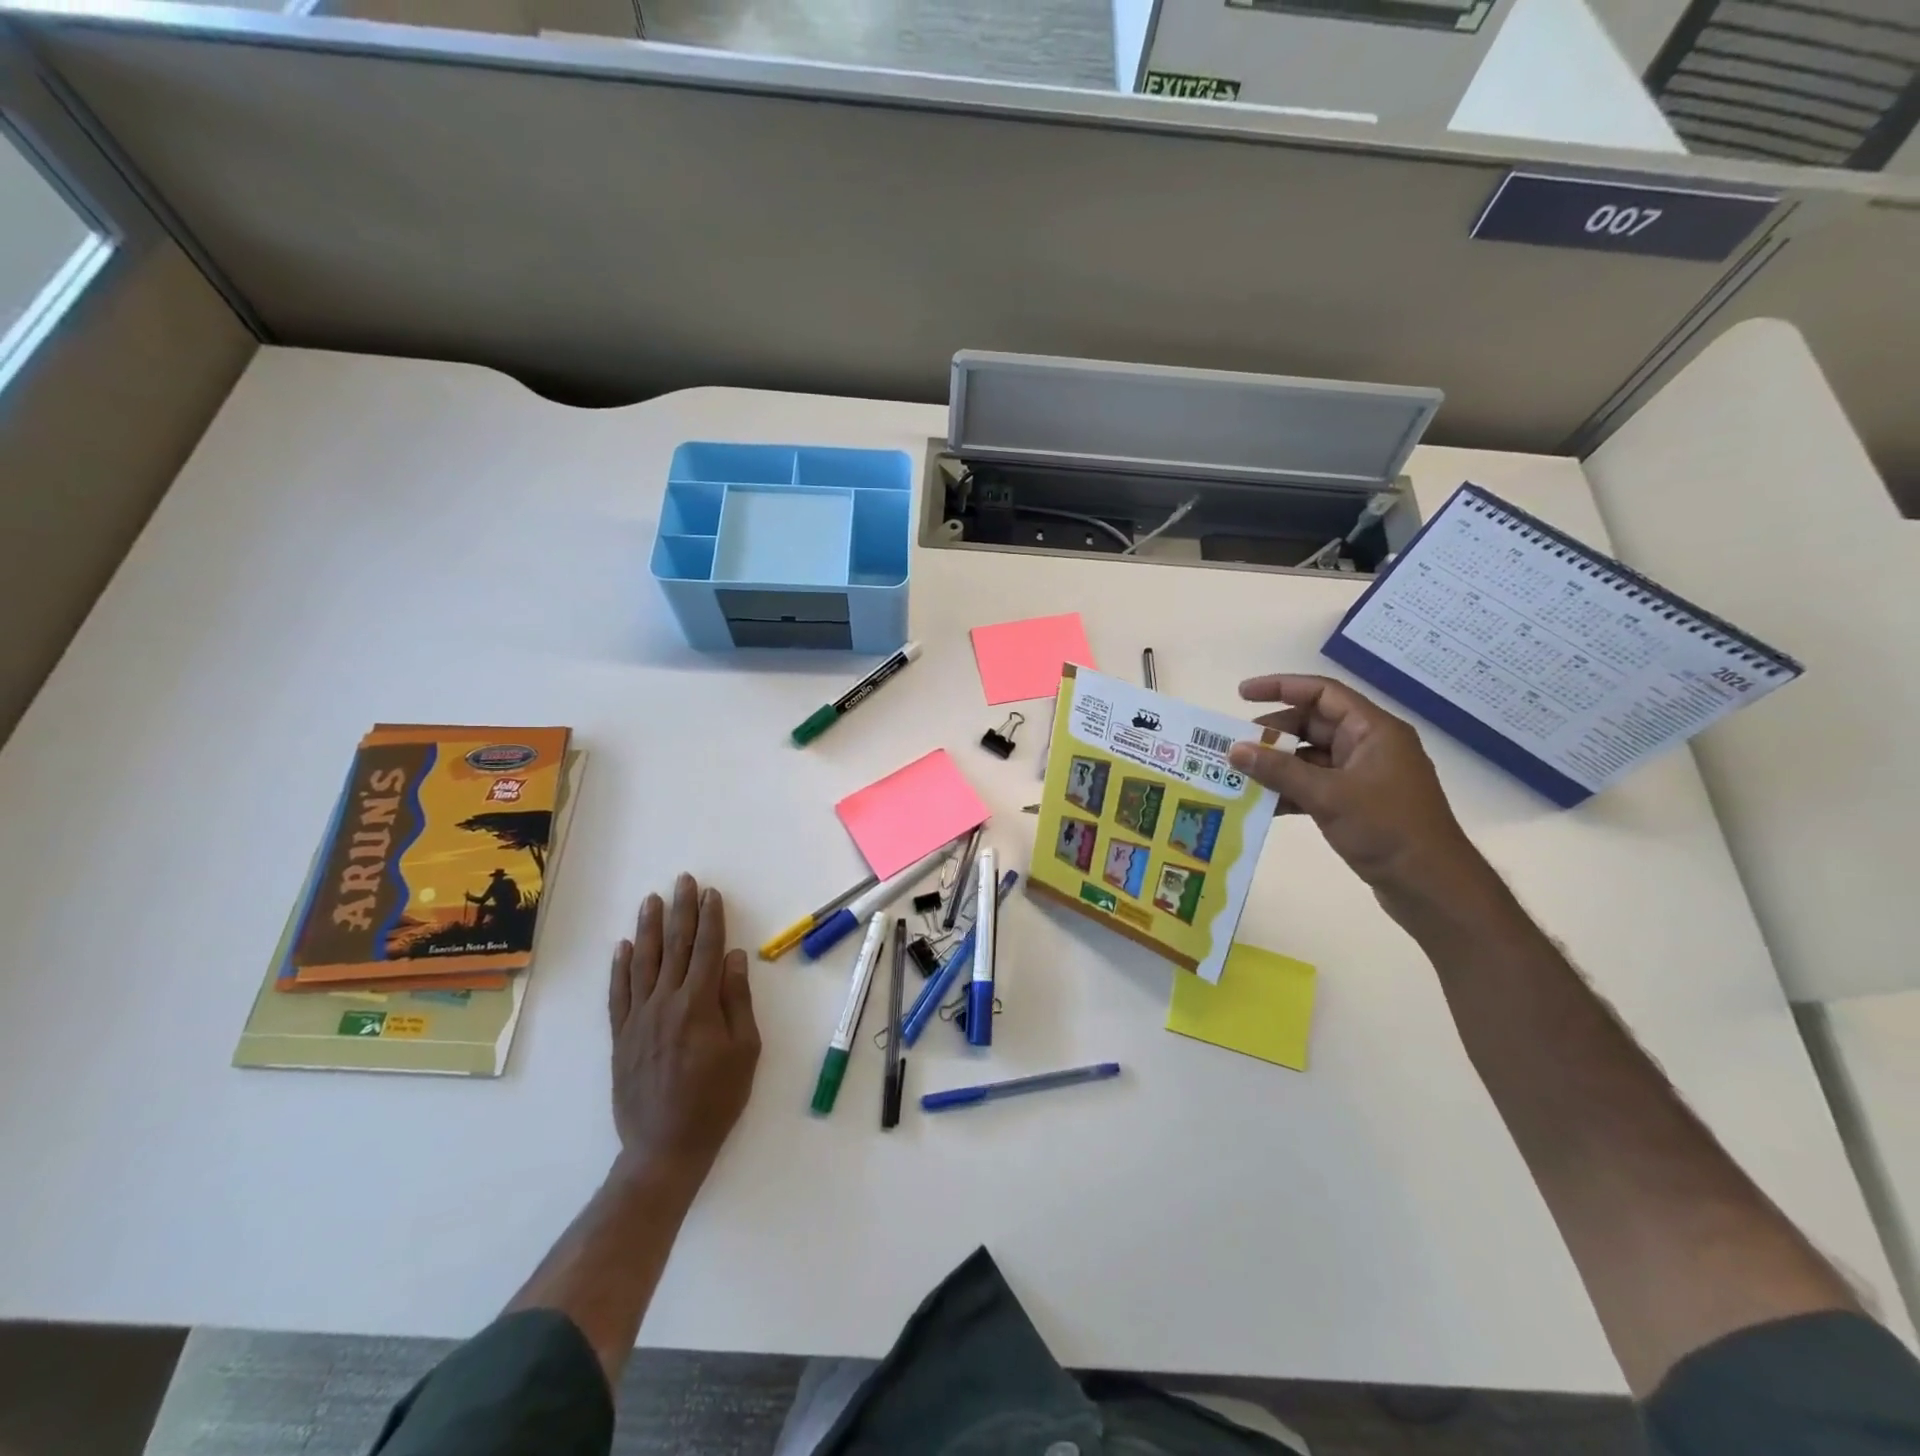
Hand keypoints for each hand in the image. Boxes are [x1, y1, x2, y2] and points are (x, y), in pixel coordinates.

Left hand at [607, 874, 760, 1182]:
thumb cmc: (716, 1099)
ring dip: (648, 928)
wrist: (665, 1146)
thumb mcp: (745, 1050)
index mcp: (699, 1004)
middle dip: (681, 911)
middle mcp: (666, 1002)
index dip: (711, 918)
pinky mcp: (621, 1036)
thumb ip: (737, 1000)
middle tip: (683, 881)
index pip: (707, 949)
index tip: (711, 893)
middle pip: (675, 946)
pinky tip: (623, 947)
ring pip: (643, 962)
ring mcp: (639, 1018)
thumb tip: (734, 957)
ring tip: (651, 900)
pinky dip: (620, 968)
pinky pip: (618, 993)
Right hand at [1229, 674, 1476, 896]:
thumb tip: (1235, 750)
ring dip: (1277, 764)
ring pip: (1310, 757)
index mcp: (1373, 730)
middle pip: (1313, 724)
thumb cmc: (1387, 829)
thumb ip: (1279, 770)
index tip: (1241, 695)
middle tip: (1236, 745)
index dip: (1281, 687)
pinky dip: (1290, 790)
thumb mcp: (1328, 796)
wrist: (1431, 886)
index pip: (1322, 693)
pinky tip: (1262, 803)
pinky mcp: (1357, 803)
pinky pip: (1315, 784)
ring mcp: (1363, 776)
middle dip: (1273, 732)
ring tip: (1239, 774)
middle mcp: (1369, 746)